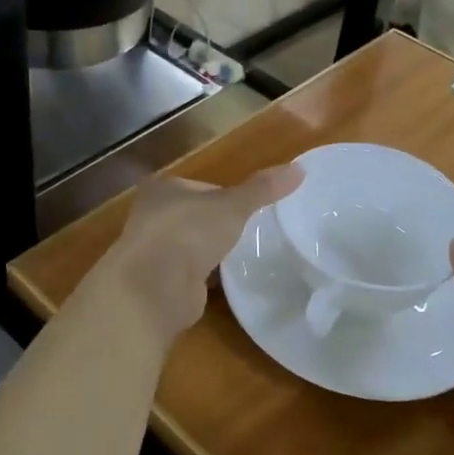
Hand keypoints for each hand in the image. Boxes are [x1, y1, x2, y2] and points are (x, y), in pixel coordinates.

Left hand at [85, 167, 301, 346]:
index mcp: (163, 189)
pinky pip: (190, 273)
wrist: (155, 286)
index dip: (225, 195)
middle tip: (250, 232)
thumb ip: (263, 189)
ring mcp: (154, 251)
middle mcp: (153, 216)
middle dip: (217, 224)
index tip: (249, 207)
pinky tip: (226, 280)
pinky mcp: (160, 282)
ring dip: (209, 251)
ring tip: (242, 255)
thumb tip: (300, 168)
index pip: (201, 187)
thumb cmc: (189, 231)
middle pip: (194, 216)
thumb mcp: (233, 205)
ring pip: (190, 245)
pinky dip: (205, 276)